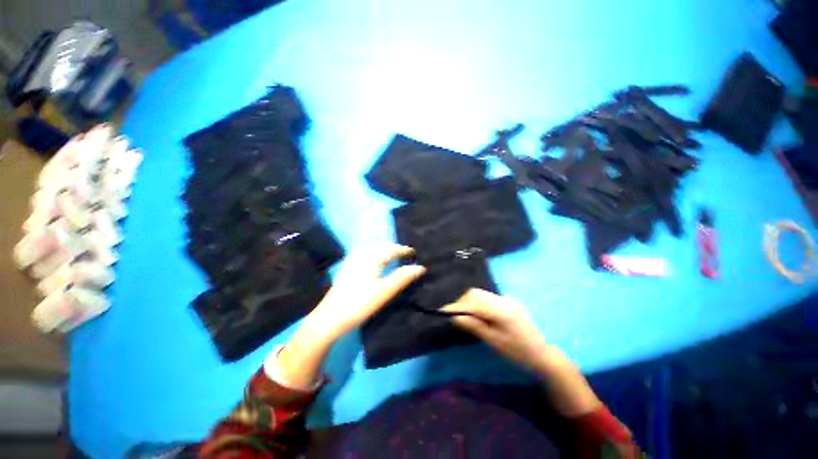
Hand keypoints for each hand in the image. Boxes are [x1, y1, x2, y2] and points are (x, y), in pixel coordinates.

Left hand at [306, 244, 426, 340]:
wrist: (330, 317)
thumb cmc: (360, 304)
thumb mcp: (385, 292)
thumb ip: (403, 278)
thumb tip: (420, 267)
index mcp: (372, 257)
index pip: (392, 249)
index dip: (404, 250)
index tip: (414, 252)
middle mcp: (362, 254)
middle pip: (382, 247)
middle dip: (395, 249)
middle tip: (405, 256)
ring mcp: (353, 260)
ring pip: (374, 250)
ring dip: (385, 252)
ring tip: (394, 259)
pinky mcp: (347, 267)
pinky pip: (366, 254)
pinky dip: (376, 256)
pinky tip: (376, 264)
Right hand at [442, 289, 601, 415]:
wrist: (543, 355)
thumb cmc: (517, 352)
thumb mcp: (493, 341)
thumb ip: (473, 326)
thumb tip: (454, 317)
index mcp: (499, 309)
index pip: (472, 303)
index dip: (456, 306)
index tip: (443, 311)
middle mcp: (502, 299)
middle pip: (475, 293)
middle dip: (462, 302)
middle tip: (455, 315)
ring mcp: (507, 299)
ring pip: (481, 294)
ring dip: (470, 302)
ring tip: (465, 316)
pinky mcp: (509, 302)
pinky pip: (488, 298)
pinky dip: (479, 303)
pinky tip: (479, 315)